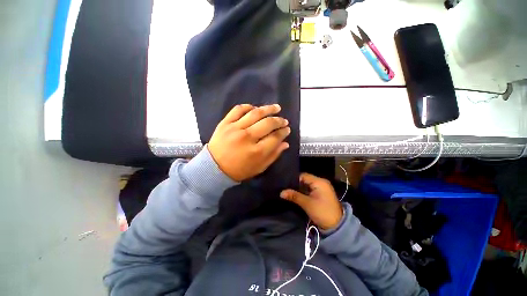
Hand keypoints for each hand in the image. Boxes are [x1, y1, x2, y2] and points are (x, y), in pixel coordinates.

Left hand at [208, 104, 290, 181]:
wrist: (214, 168)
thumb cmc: (239, 170)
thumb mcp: (259, 168)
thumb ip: (273, 155)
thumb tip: (285, 143)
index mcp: (257, 152)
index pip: (275, 137)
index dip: (284, 132)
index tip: (287, 129)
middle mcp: (247, 137)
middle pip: (268, 123)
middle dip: (279, 121)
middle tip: (284, 120)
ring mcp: (235, 128)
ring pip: (255, 113)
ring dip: (268, 109)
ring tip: (276, 108)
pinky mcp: (225, 123)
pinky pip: (238, 109)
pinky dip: (248, 106)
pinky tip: (255, 108)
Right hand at [280, 173, 342, 229]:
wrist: (337, 226)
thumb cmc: (322, 212)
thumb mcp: (307, 204)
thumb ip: (294, 196)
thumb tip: (281, 192)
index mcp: (319, 182)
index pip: (303, 176)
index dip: (294, 180)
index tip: (285, 184)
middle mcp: (321, 182)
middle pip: (305, 180)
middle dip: (296, 184)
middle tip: (286, 188)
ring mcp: (322, 188)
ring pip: (307, 185)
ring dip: (300, 189)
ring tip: (290, 192)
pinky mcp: (322, 194)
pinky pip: (310, 189)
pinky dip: (304, 192)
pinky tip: (297, 195)